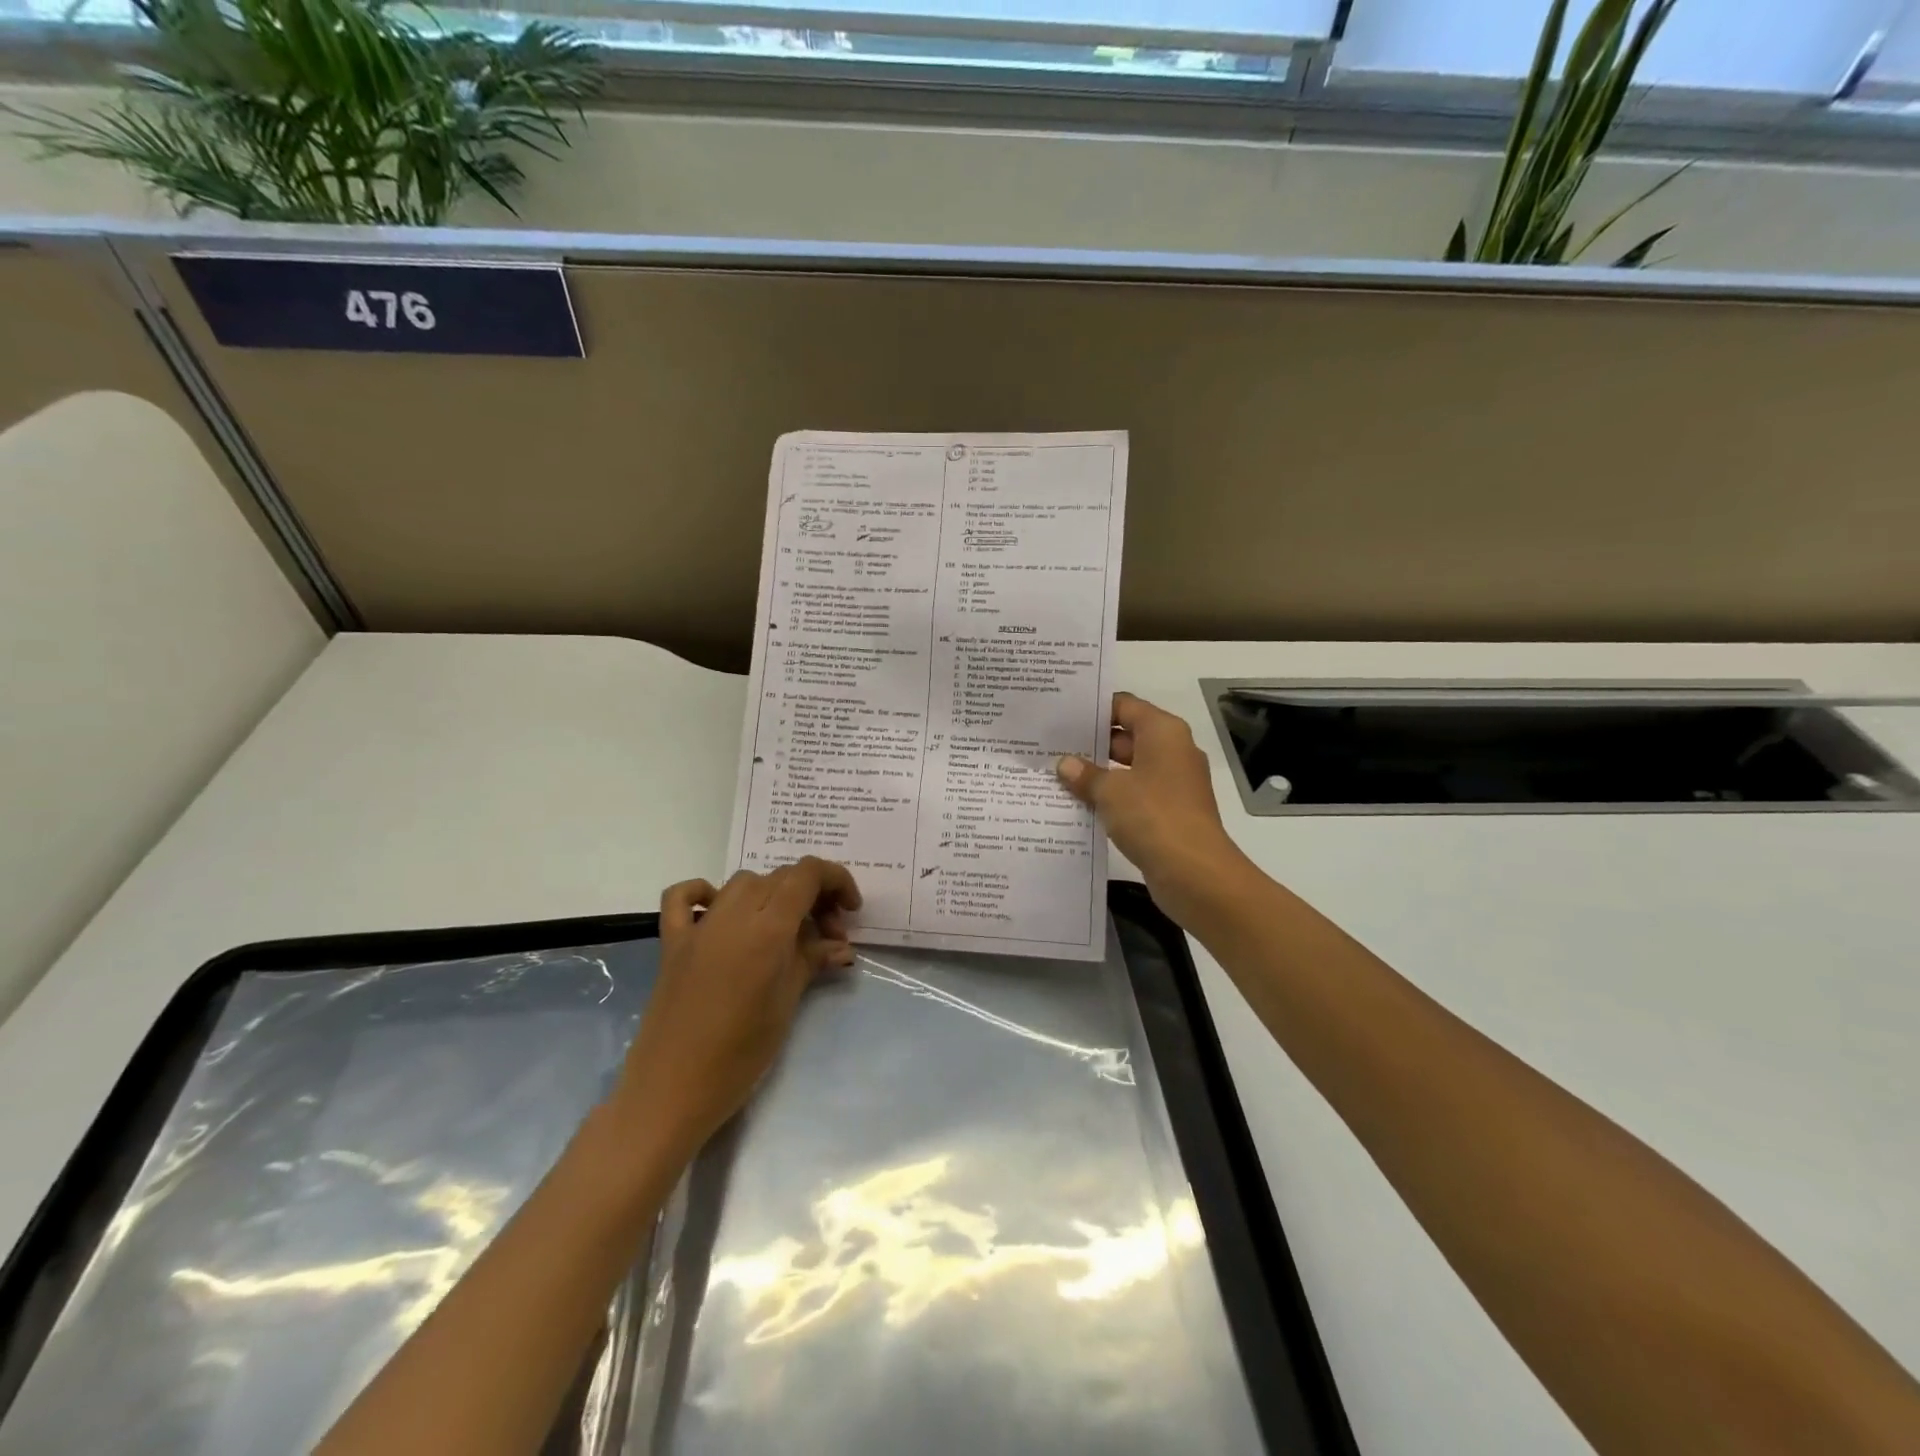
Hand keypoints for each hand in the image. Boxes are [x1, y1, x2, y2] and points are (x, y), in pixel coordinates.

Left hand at [612, 858, 860, 1166]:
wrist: (672, 1091)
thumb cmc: (741, 1055)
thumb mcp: (787, 1004)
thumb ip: (813, 961)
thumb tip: (840, 947)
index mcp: (768, 929)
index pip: (807, 875)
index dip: (835, 880)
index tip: (850, 911)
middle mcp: (732, 915)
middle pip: (780, 878)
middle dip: (812, 894)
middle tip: (827, 935)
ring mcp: (698, 926)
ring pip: (743, 883)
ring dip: (772, 894)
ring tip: (785, 930)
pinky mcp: (672, 942)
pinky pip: (682, 898)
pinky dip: (703, 892)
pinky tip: (719, 911)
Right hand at [1057, 692, 1252, 924]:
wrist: (1194, 872)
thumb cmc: (1153, 816)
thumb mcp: (1110, 791)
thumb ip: (1085, 774)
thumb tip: (1065, 764)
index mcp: (1163, 732)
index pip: (1125, 705)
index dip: (1093, 709)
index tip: (1061, 715)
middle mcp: (1172, 751)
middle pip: (1127, 736)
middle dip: (1091, 743)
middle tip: (1051, 746)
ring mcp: (1173, 783)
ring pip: (1129, 768)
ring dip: (1099, 773)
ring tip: (1057, 774)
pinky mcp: (1170, 812)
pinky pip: (1135, 794)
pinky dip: (1112, 797)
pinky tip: (1080, 803)